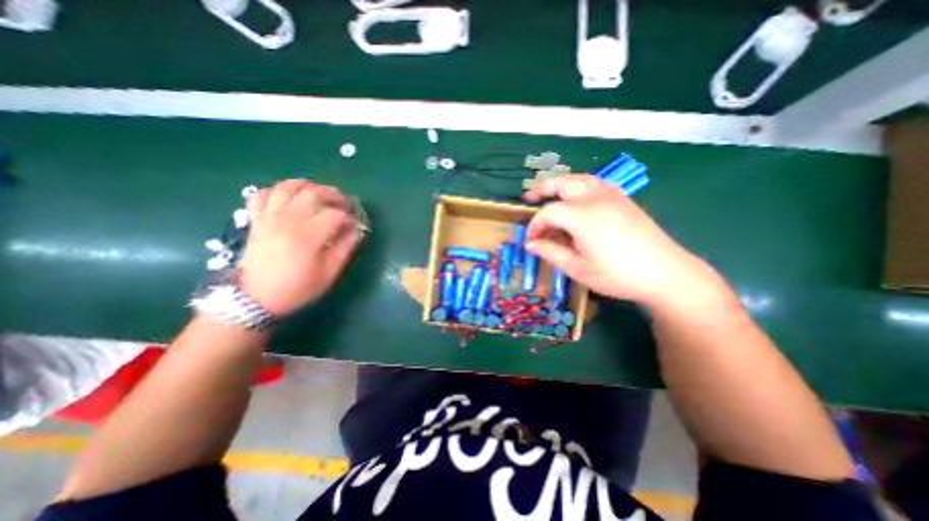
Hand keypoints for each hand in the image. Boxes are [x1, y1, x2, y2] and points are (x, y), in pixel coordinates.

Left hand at [236, 180, 357, 317]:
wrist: (255, 299)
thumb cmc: (297, 288)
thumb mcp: (329, 273)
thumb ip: (345, 249)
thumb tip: (357, 230)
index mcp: (308, 236)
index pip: (335, 214)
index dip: (350, 217)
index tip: (355, 225)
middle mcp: (287, 220)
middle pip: (313, 192)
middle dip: (334, 194)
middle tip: (344, 203)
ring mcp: (269, 217)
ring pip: (287, 187)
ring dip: (307, 185)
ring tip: (319, 193)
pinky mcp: (256, 220)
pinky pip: (262, 194)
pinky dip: (276, 190)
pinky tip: (289, 198)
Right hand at [525, 175, 720, 308]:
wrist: (666, 273)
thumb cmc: (618, 274)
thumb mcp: (578, 269)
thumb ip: (551, 253)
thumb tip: (530, 245)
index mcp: (581, 216)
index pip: (548, 213)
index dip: (535, 225)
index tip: (530, 240)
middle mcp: (595, 198)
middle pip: (562, 182)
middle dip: (542, 188)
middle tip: (528, 198)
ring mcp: (612, 196)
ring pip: (580, 178)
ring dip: (561, 183)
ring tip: (551, 193)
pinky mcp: (624, 200)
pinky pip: (596, 183)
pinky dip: (580, 185)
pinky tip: (579, 197)